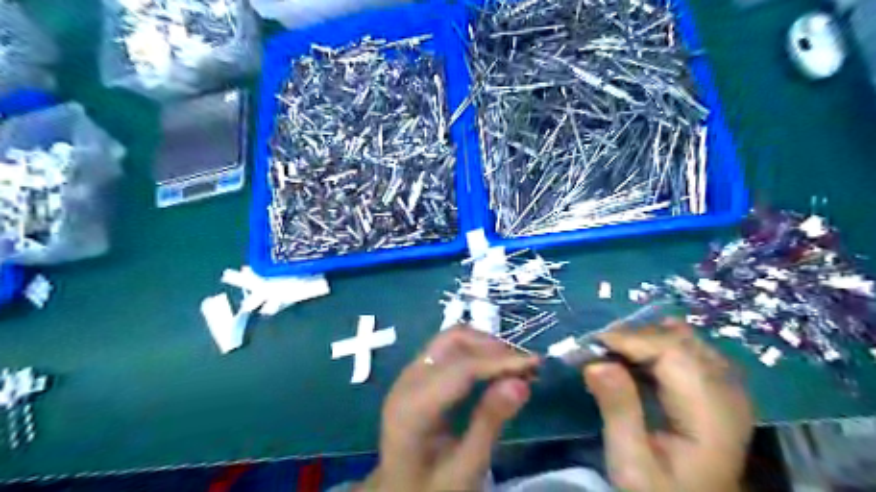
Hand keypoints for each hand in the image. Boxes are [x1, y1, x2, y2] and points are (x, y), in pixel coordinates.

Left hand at [363, 327, 540, 491]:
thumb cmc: (432, 489)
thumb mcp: (465, 469)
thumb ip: (489, 422)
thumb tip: (521, 383)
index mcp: (412, 407)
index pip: (461, 368)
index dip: (500, 361)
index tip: (535, 364)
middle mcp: (407, 381)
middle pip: (452, 342)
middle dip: (492, 347)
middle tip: (526, 366)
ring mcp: (409, 375)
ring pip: (450, 340)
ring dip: (484, 346)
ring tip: (515, 366)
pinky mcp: (416, 375)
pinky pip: (447, 351)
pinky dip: (474, 352)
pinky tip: (495, 368)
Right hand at [581, 319, 752, 491]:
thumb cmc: (660, 489)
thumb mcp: (631, 462)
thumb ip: (618, 411)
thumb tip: (595, 362)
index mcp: (710, 414)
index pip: (674, 352)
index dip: (631, 339)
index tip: (592, 346)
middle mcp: (728, 392)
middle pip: (679, 339)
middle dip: (633, 336)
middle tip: (597, 350)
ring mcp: (728, 386)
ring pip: (684, 337)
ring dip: (644, 338)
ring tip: (613, 353)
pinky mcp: (718, 385)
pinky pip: (687, 347)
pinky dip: (656, 345)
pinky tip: (636, 360)